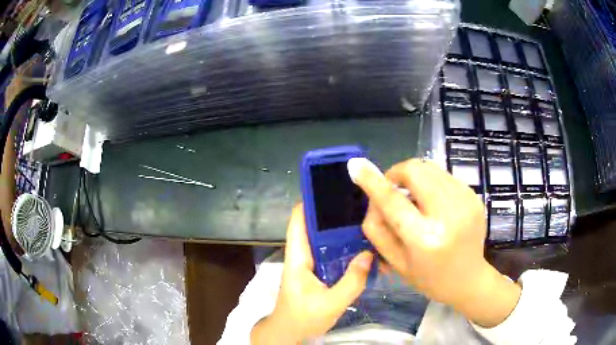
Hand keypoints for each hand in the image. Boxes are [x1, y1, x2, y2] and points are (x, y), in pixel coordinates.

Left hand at [251, 205, 373, 343]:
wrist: (290, 332)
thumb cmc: (303, 318)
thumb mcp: (330, 304)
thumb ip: (351, 281)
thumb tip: (369, 254)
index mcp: (298, 256)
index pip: (298, 219)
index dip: (311, 200)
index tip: (335, 187)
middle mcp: (302, 253)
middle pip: (315, 224)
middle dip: (335, 212)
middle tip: (362, 202)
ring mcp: (310, 262)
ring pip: (325, 238)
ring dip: (342, 229)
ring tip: (367, 218)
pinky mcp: (318, 270)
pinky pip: (331, 252)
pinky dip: (344, 246)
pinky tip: (363, 243)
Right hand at [348, 158, 520, 327]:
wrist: (469, 279)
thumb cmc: (428, 278)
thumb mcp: (395, 261)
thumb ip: (377, 228)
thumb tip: (370, 194)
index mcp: (425, 239)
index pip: (393, 201)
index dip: (372, 181)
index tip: (356, 165)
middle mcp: (449, 215)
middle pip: (415, 171)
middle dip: (397, 174)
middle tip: (393, 190)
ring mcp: (466, 201)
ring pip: (430, 168)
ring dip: (414, 177)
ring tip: (414, 199)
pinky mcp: (474, 195)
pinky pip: (444, 175)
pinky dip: (431, 183)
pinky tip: (433, 203)